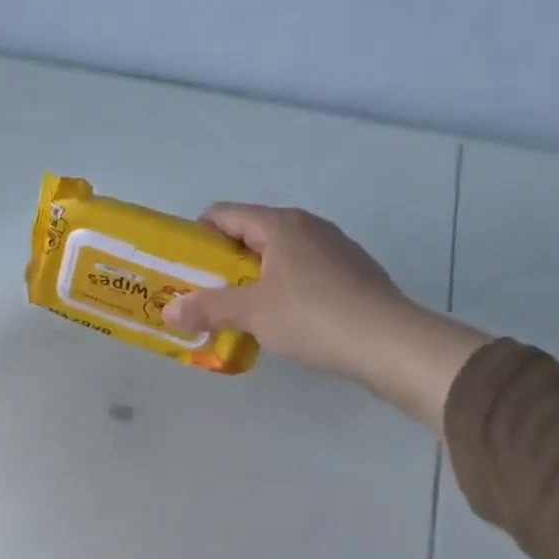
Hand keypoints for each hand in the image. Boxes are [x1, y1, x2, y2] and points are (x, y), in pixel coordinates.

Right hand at [161, 203, 489, 428]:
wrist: (389, 343)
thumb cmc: (312, 316)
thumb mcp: (251, 313)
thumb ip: (207, 308)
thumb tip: (168, 310)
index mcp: (280, 225)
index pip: (223, 215)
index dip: (196, 237)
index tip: (182, 269)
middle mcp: (307, 227)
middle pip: (249, 235)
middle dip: (221, 263)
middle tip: (202, 295)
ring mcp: (333, 249)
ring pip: (277, 256)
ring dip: (251, 279)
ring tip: (237, 312)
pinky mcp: (350, 274)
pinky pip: (301, 273)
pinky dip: (281, 290)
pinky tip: (279, 321)